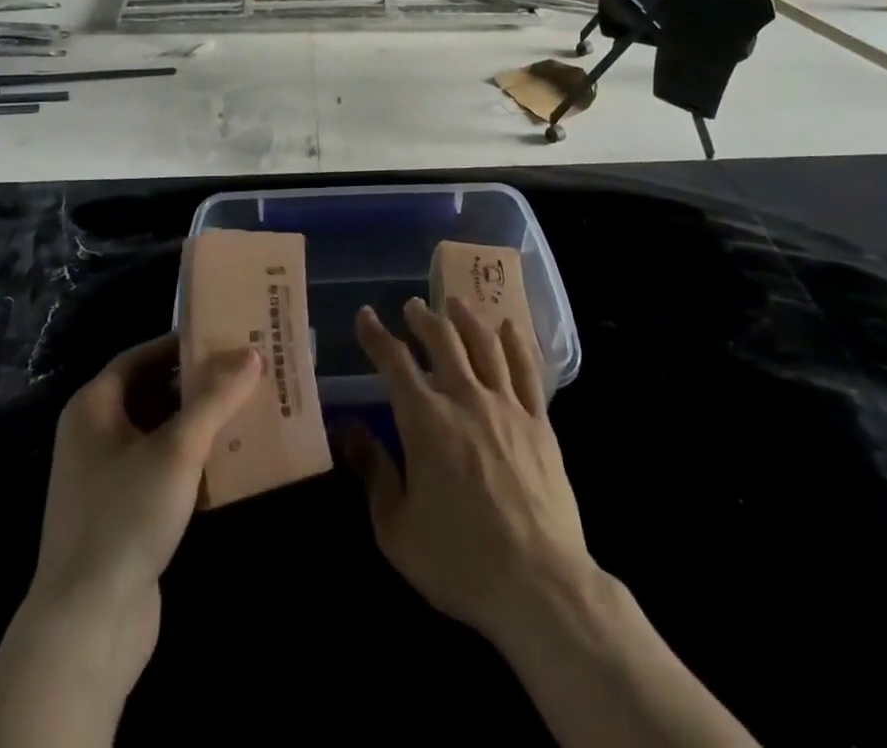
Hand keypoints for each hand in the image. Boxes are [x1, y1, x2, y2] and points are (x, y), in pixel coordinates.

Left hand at [0, 336, 262, 747]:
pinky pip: (163, 469)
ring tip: (248, 409)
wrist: (87, 625)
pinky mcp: (124, 514)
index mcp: (94, 407)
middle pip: (152, 392)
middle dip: (198, 383)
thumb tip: (251, 354)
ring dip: (201, 422)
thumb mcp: (177, 448)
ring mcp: (107, 477)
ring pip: (161, 433)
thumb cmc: (126, 515)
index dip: (181, 344)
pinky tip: (233, 461)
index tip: (225, 338)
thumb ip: (215, 397)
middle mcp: (94, 435)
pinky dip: (194, 460)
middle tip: (246, 372)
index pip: (140, 356)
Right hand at [338, 298, 589, 643]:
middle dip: (423, 318)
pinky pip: (527, 368)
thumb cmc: (459, 560)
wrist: (540, 584)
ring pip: (484, 344)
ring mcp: (507, 406)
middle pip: (442, 340)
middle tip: (413, 307)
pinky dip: (515, 341)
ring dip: (466, 318)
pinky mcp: (540, 422)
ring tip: (455, 303)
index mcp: (425, 420)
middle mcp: (465, 398)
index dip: (376, 335)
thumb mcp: (397, 528)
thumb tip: (346, 429)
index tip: (365, 316)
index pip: (394, 361)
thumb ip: (373, 472)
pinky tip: (508, 327)